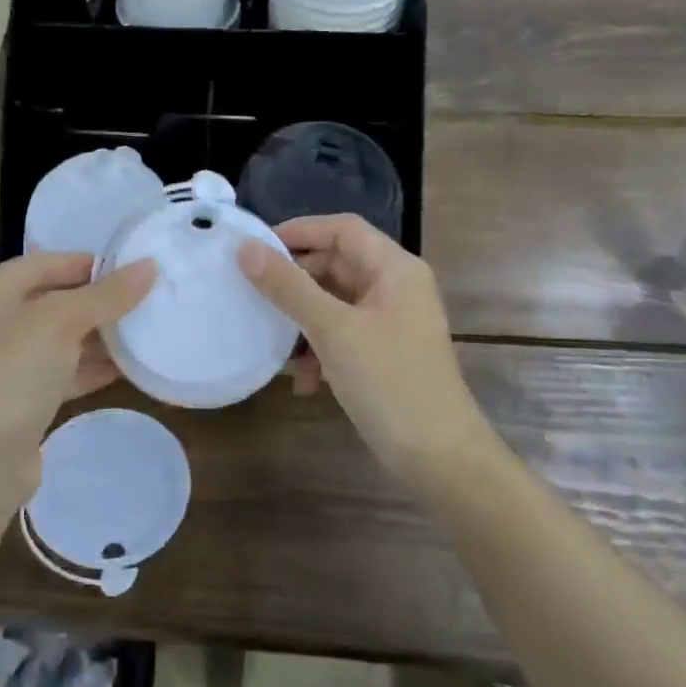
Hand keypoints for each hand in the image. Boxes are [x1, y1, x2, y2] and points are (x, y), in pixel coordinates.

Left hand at [0, 252, 155, 517]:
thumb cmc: (11, 374)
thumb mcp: (61, 322)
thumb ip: (106, 295)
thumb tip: (149, 266)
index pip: (49, 262)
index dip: (93, 263)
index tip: (138, 269)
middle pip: (57, 299)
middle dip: (102, 300)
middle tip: (152, 298)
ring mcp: (8, 363)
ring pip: (63, 338)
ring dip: (102, 336)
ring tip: (150, 330)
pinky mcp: (22, 400)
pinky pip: (64, 372)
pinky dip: (93, 368)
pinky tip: (131, 368)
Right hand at [238, 215, 483, 485]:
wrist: (439, 458)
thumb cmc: (389, 382)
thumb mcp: (333, 330)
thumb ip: (288, 287)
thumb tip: (246, 250)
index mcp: (395, 269)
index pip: (343, 229)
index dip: (299, 230)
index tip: (256, 247)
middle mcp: (396, 288)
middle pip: (337, 264)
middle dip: (296, 281)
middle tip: (255, 293)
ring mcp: (391, 323)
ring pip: (335, 303)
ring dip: (303, 321)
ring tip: (275, 341)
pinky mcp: (384, 354)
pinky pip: (343, 335)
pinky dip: (320, 350)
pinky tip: (304, 382)